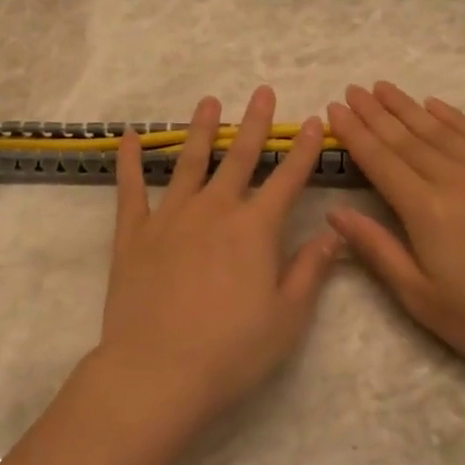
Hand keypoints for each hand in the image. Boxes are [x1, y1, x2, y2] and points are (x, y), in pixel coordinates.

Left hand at [95, 86, 340, 425]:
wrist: (157, 372)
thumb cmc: (231, 351)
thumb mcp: (287, 317)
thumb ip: (310, 269)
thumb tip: (334, 232)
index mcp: (255, 229)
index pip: (287, 179)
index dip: (303, 150)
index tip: (314, 121)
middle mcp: (214, 211)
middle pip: (239, 158)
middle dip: (254, 123)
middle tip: (262, 92)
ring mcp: (170, 218)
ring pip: (188, 162)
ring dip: (200, 130)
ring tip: (209, 102)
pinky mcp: (133, 234)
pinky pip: (130, 188)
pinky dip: (130, 160)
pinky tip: (131, 137)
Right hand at [325, 82, 464, 389]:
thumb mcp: (419, 297)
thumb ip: (376, 249)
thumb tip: (335, 212)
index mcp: (428, 212)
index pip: (381, 161)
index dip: (356, 133)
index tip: (335, 109)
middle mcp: (458, 181)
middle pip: (407, 139)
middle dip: (376, 113)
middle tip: (353, 89)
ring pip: (441, 131)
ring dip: (409, 107)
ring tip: (384, 88)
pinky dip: (454, 117)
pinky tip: (436, 104)